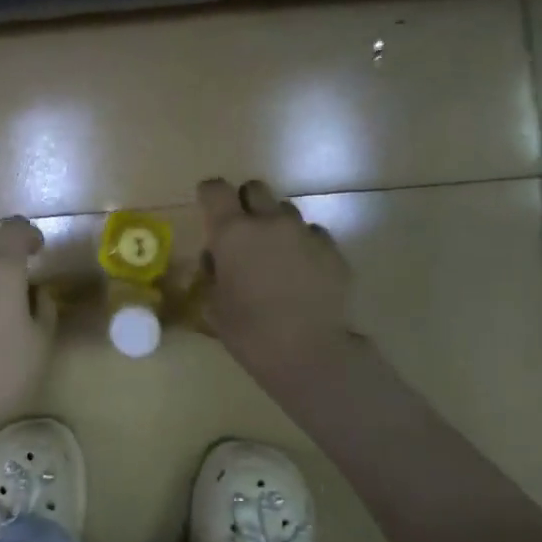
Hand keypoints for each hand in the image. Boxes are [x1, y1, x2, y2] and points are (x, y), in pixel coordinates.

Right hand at [196, 177, 358, 375]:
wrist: (309, 353)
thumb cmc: (249, 332)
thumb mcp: (214, 304)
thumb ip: (213, 272)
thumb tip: (217, 258)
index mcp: (232, 232)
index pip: (215, 189)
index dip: (210, 195)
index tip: (209, 209)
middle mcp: (268, 222)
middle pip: (255, 188)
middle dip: (246, 202)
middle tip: (244, 231)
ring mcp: (304, 233)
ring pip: (286, 210)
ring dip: (276, 224)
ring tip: (276, 254)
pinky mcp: (332, 250)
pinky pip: (313, 233)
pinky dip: (303, 244)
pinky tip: (302, 271)